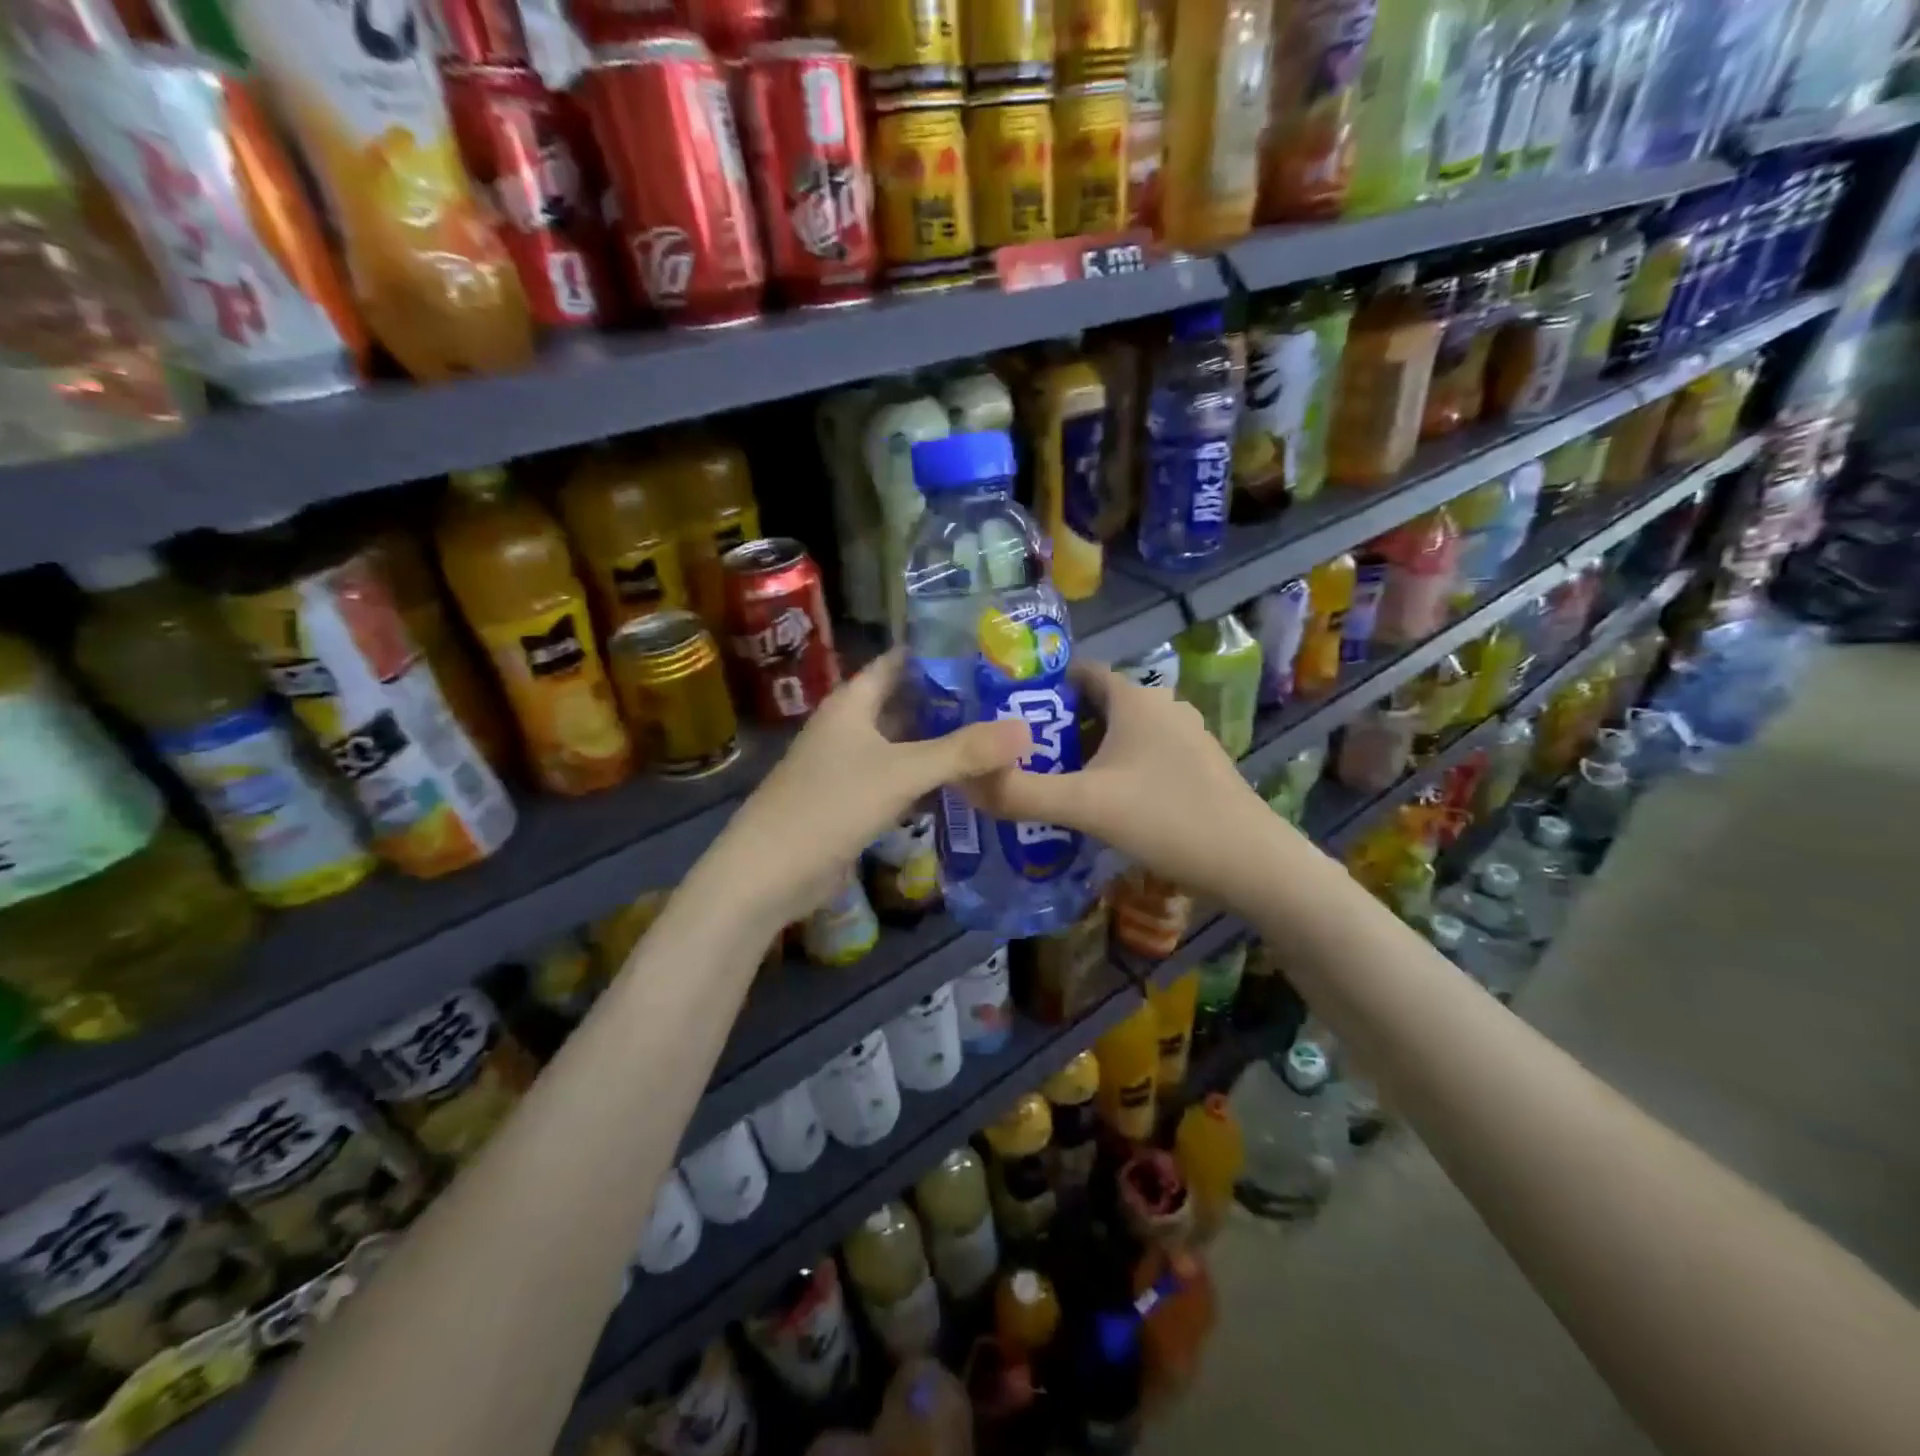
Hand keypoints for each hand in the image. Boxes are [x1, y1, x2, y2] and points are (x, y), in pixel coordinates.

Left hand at [708, 650, 1032, 928]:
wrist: (769, 874)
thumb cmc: (831, 806)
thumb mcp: (902, 772)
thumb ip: (963, 752)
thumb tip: (1026, 730)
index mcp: (853, 702)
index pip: (900, 661)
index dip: (940, 654)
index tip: (989, 652)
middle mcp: (851, 726)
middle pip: (907, 702)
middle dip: (952, 702)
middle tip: (1008, 698)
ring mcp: (851, 765)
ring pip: (906, 743)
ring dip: (944, 742)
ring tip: (998, 736)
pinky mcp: (855, 800)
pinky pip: (900, 778)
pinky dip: (930, 778)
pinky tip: (966, 783)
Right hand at [965, 661, 1280, 892]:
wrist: (1252, 864)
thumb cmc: (1166, 819)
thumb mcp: (1084, 806)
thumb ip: (1019, 793)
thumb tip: (963, 781)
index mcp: (1135, 698)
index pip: (1078, 672)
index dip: (1039, 688)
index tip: (1004, 715)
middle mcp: (1162, 706)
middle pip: (1096, 705)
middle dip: (1055, 726)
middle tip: (1017, 756)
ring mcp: (1184, 737)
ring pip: (1120, 733)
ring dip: (1084, 751)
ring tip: (1047, 780)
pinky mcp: (1196, 766)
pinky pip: (1141, 755)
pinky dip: (1113, 768)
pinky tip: (1097, 802)